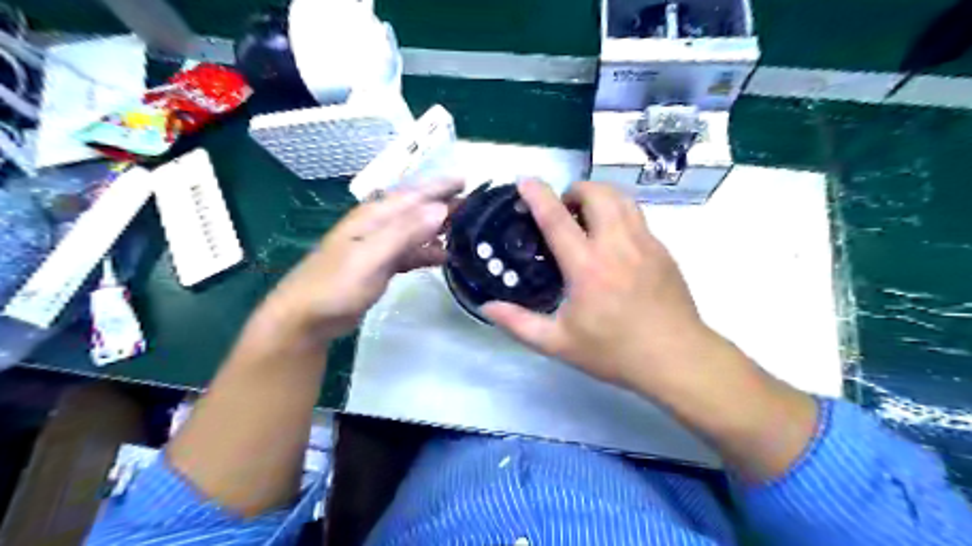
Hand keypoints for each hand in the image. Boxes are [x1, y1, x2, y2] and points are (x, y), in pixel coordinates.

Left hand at [253, 180, 459, 347]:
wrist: (307, 318)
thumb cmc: (336, 285)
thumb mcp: (371, 256)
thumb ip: (405, 232)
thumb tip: (440, 208)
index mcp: (375, 216)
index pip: (414, 195)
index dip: (440, 186)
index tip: (468, 180)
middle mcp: (379, 226)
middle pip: (417, 210)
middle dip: (444, 205)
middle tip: (476, 207)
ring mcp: (380, 247)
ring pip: (417, 231)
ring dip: (439, 229)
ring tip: (467, 231)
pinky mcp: (381, 266)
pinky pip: (411, 252)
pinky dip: (428, 252)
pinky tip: (444, 257)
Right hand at [487, 180, 817, 476]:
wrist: (677, 358)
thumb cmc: (615, 352)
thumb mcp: (559, 344)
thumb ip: (519, 323)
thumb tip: (486, 307)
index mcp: (587, 267)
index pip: (557, 219)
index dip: (538, 195)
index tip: (525, 180)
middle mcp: (617, 245)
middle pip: (597, 193)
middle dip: (575, 190)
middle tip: (563, 211)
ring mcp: (645, 243)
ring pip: (622, 198)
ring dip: (599, 196)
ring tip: (586, 218)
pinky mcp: (662, 250)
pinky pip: (637, 216)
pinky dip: (618, 213)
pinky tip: (612, 241)